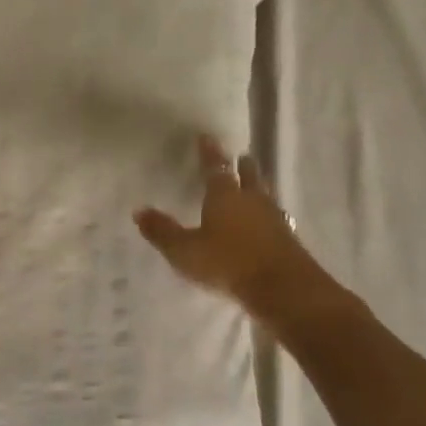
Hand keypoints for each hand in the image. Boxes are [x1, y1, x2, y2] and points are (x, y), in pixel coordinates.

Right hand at [135, 135, 323, 326]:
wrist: (281, 287)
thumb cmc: (226, 263)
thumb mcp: (184, 250)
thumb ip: (162, 231)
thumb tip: (139, 210)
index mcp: (224, 197)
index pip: (215, 169)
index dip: (210, 154)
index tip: (207, 137)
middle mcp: (251, 201)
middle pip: (248, 177)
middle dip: (242, 166)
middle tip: (242, 156)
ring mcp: (273, 220)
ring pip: (265, 195)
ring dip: (259, 187)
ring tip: (256, 183)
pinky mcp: (287, 239)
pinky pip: (275, 217)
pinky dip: (268, 213)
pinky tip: (268, 220)